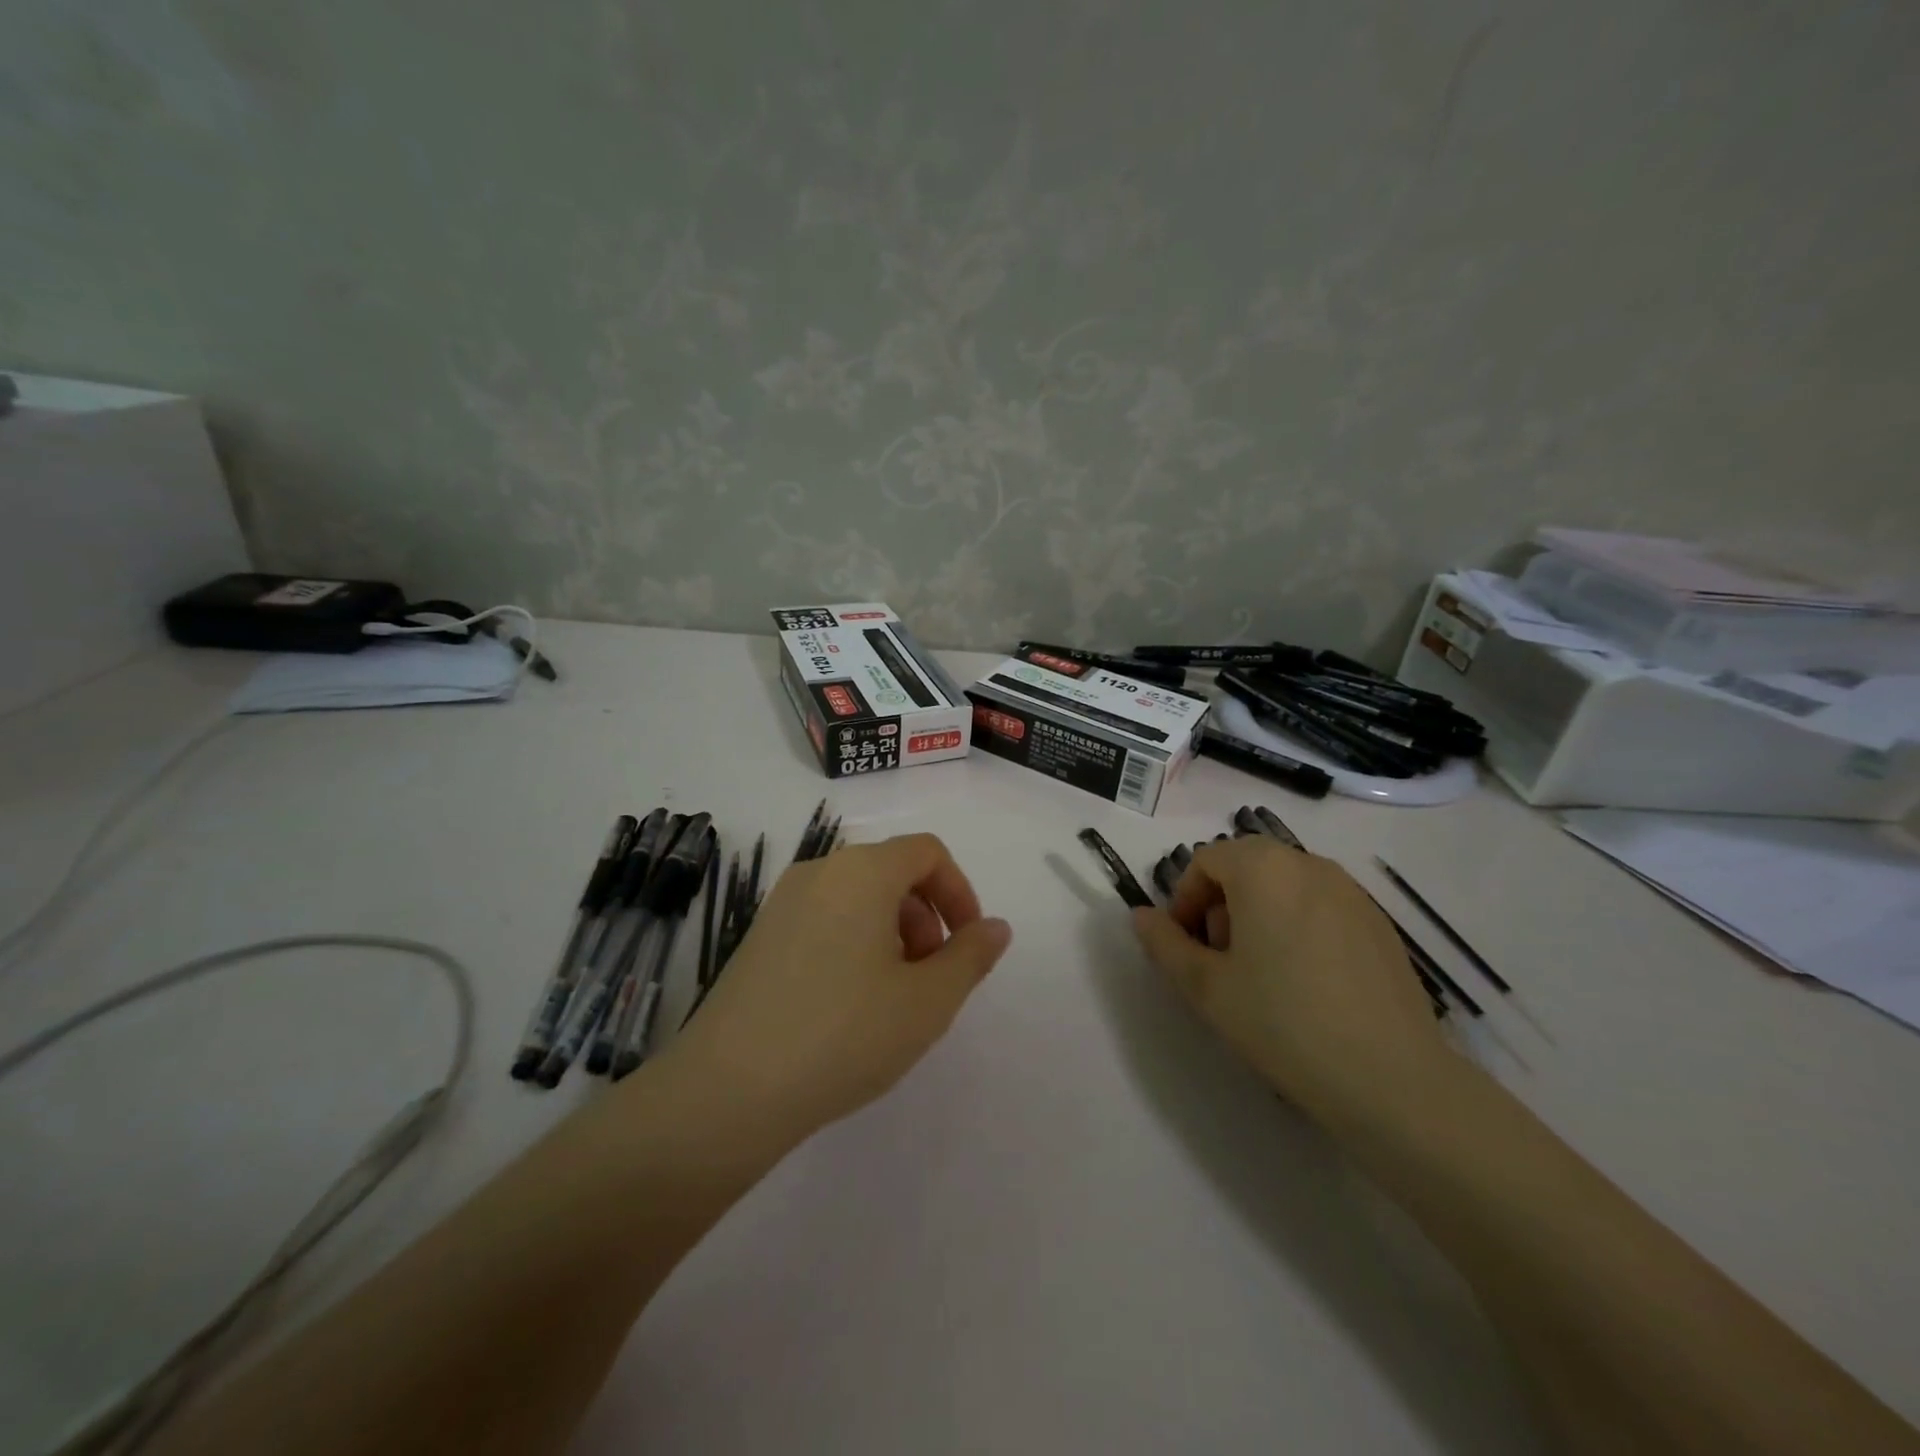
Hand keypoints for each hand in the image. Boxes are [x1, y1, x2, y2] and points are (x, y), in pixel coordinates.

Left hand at [666, 833, 1011, 1140]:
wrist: (728, 1089)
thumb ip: (971, 956)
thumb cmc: (844, 1034)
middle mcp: (819, 871)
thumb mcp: (927, 1001)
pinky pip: (824, 919)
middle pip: (891, 871)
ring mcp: (782, 903)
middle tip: (932, 977)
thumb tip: (995, 928)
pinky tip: (849, 1005)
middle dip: (927, 916)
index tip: (969, 944)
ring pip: (857, 898)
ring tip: (893, 996)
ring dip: (892, 932)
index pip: (927, 852)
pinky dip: (854, 943)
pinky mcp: (759, 936)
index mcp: (863, 872)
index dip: (959, 891)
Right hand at [1131, 835, 1452, 1125]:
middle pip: (1247, 867)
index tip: (1185, 945)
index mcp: (1263, 868)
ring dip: (1259, 914)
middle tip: (1219, 960)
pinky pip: (1321, 907)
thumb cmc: (1282, 1022)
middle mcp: (1308, 864)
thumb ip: (1164, 943)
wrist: (1390, 1079)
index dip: (1184, 898)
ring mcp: (1351, 891)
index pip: (1206, 861)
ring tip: (1262, 974)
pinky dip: (1299, 926)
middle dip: (1221, 905)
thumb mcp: (1205, 986)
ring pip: (1285, 886)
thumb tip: (1141, 916)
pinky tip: (1307, 983)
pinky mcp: (1380, 923)